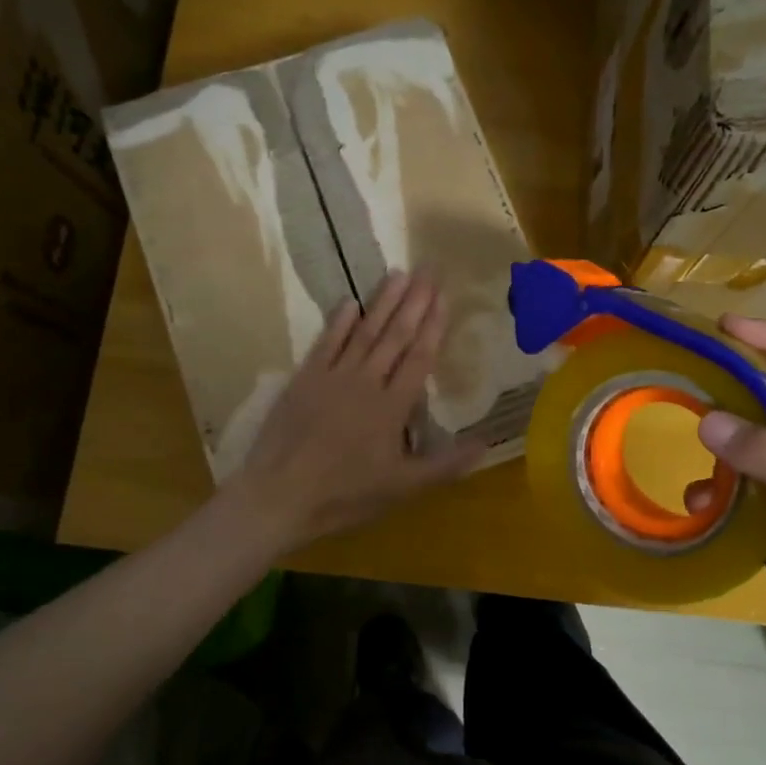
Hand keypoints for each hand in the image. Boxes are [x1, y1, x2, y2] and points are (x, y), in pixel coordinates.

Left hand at [225, 270, 484, 552]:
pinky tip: (351, 301)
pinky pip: (326, 343)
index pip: (419, 358)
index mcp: (393, 407)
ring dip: (383, 302)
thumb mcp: (403, 488)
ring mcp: (333, 377)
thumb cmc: (345, 494)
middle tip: (429, 269)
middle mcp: (366, 382)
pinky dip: (339, 322)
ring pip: (364, 332)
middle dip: (415, 302)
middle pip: (395, 336)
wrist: (280, 495)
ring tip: (399, 273)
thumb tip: (486, 444)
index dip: (433, 326)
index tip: (444, 296)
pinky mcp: (304, 380)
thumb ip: (446, 465)